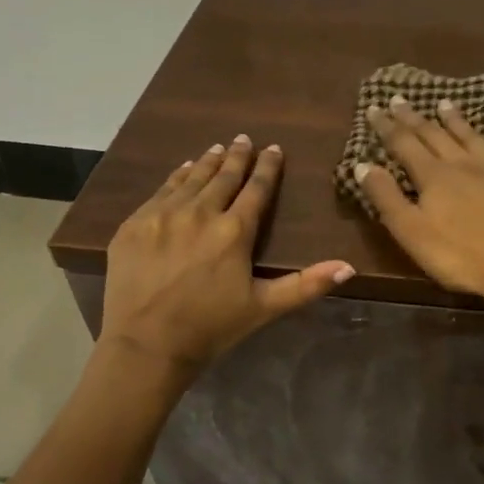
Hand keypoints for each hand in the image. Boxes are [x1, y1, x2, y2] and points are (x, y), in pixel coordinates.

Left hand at [98, 136, 353, 372]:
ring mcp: (162, 216)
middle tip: (245, 138)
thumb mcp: (265, 307)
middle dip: (237, 156)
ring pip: (191, 179)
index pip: (256, 189)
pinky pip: (160, 191)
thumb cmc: (212, 327)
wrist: (145, 345)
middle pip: (223, 177)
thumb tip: (349, 267)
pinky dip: (176, 177)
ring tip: (218, 148)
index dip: (267, 168)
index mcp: (234, 231)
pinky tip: (184, 170)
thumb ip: (308, 284)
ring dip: (208, 162)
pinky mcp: (134, 224)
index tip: (273, 149)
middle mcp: (199, 214)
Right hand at [355, 96, 483, 313]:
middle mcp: (465, 164)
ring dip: (456, 120)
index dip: (387, 126)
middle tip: (400, 99)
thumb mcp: (413, 233)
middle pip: (435, 135)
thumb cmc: (463, 257)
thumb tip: (363, 164)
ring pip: (473, 137)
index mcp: (435, 177)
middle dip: (414, 117)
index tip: (375, 107)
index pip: (404, 144)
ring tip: (444, 103)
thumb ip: (387, 198)